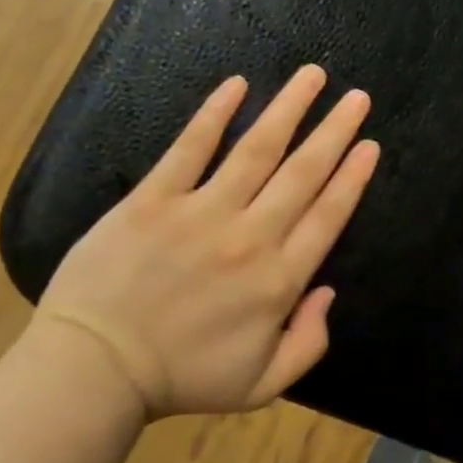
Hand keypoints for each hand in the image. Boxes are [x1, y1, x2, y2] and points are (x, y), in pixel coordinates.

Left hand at [31, 65, 379, 417]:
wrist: (93, 371)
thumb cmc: (180, 380)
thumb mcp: (261, 385)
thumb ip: (309, 343)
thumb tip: (328, 291)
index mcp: (278, 281)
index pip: (328, 215)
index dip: (352, 177)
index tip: (369, 145)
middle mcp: (250, 237)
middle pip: (303, 173)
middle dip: (335, 131)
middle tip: (357, 98)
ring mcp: (201, 212)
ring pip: (257, 150)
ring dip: (289, 110)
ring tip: (313, 77)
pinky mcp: (154, 199)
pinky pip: (190, 148)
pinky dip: (215, 114)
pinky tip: (238, 85)